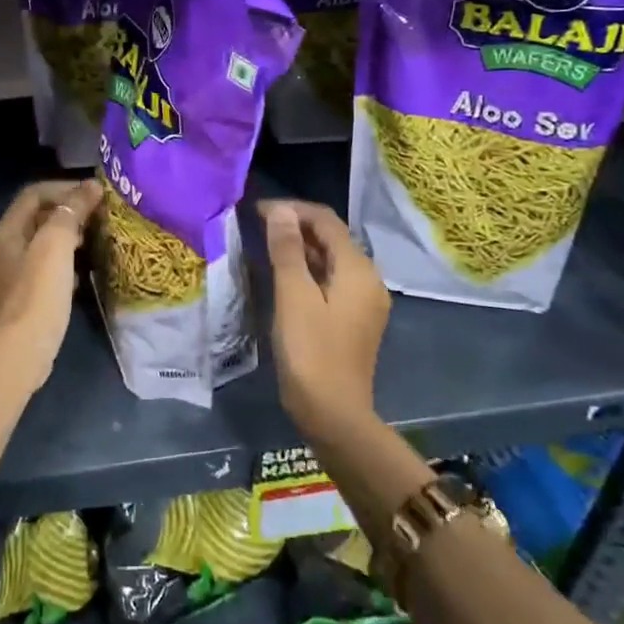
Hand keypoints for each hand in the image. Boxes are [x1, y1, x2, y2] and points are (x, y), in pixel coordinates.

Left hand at [0, 179, 103, 395]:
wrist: (17, 353)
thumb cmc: (36, 294)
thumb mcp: (56, 246)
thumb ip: (71, 212)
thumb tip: (90, 186)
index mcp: (7, 230)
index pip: (35, 193)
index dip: (64, 188)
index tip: (95, 195)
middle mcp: (5, 247)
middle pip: (38, 217)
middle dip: (69, 212)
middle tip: (100, 217)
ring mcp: (12, 274)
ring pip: (43, 244)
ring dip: (69, 238)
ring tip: (96, 240)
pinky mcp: (23, 298)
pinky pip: (45, 269)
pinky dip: (65, 264)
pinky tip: (83, 274)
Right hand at [261, 199, 389, 438]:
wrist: (333, 414)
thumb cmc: (311, 350)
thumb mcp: (293, 295)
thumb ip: (287, 250)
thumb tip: (281, 211)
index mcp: (358, 269)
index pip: (326, 221)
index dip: (292, 209)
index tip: (256, 210)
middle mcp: (368, 280)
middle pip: (332, 237)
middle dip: (296, 225)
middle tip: (256, 225)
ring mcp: (363, 301)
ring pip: (330, 259)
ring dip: (300, 247)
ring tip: (264, 244)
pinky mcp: (353, 318)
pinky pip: (330, 279)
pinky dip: (307, 269)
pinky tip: (282, 274)